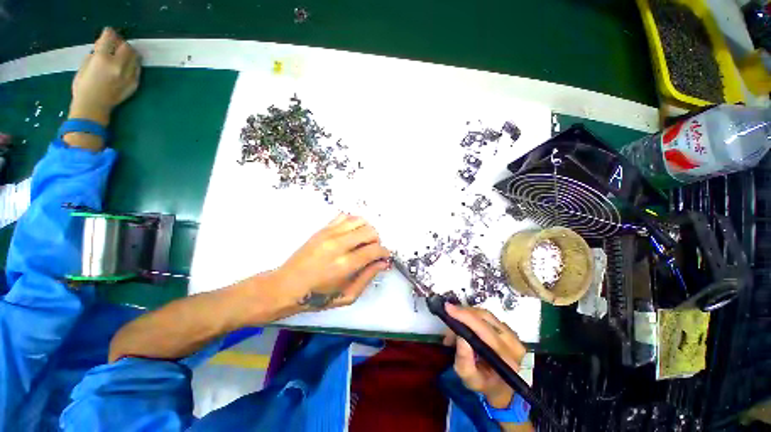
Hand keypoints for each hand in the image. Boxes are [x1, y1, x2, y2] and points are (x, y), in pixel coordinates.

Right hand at [70, 27, 140, 124]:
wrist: (93, 107)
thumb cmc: (83, 87)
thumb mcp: (84, 65)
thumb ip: (95, 53)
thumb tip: (102, 46)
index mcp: (102, 59)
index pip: (109, 38)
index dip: (109, 33)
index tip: (108, 33)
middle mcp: (118, 65)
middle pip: (126, 47)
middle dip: (121, 43)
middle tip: (116, 45)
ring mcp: (128, 75)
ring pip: (135, 57)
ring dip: (129, 53)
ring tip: (122, 55)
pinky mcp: (134, 83)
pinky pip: (137, 69)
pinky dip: (133, 64)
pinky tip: (126, 66)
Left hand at [271, 214, 390, 313]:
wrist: (286, 286)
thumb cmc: (317, 296)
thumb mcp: (347, 296)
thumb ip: (368, 277)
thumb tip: (383, 263)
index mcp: (345, 265)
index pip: (374, 250)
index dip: (384, 252)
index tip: (384, 256)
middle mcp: (338, 245)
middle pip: (370, 231)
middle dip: (377, 241)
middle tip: (372, 251)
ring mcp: (329, 234)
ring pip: (359, 220)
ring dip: (366, 230)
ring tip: (362, 241)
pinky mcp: (322, 229)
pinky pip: (344, 216)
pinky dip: (353, 222)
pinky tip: (351, 233)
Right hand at [443, 303, 525, 408]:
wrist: (502, 388)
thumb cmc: (484, 384)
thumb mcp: (470, 379)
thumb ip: (464, 361)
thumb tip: (460, 337)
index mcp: (505, 358)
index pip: (484, 330)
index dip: (465, 316)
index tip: (448, 309)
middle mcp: (513, 343)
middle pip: (485, 317)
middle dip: (463, 314)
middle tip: (448, 321)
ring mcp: (513, 335)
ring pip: (485, 314)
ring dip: (466, 315)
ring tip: (454, 328)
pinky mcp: (509, 329)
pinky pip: (488, 317)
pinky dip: (473, 317)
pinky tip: (464, 326)